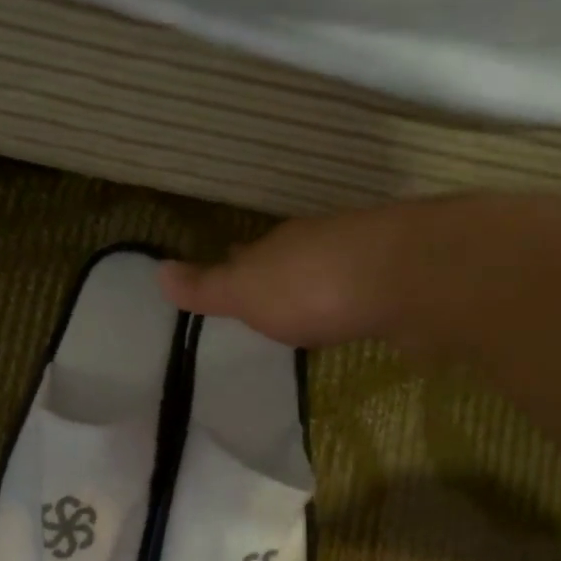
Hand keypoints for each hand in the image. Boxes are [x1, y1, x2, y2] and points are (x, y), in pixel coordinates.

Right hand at [159, 208, 415, 348]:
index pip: (247, 256)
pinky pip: (366, 291)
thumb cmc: (311, 288)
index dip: (234, 266)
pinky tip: (357, 316)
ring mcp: (364, 259)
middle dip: (277, 275)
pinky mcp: (401, 282)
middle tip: (268, 299)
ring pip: (329, 271)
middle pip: (290, 259)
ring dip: (318, 287)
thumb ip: (206, 287)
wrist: (403, 278)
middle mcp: (319, 244)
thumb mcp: (245, 291)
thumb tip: (156, 271)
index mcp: (277, 248)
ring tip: (309, 311)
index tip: (228, 273)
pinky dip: (355, 302)